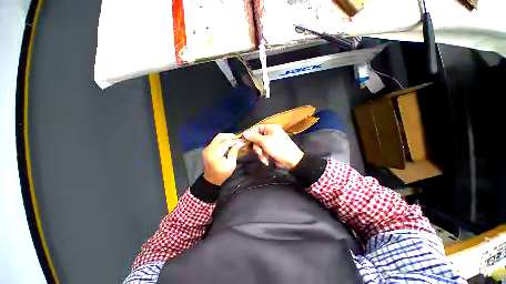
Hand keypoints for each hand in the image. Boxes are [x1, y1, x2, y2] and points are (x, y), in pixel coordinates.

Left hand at [202, 133, 244, 184]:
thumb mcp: (231, 164)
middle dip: (230, 136)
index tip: (242, 141)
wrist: (211, 179)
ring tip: (234, 140)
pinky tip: (228, 143)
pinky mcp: (207, 148)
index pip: (225, 142)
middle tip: (238, 139)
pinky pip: (216, 140)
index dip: (234, 141)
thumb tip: (240, 143)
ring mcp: (207, 148)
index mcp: (215, 154)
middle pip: (220, 136)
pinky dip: (223, 140)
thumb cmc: (222, 173)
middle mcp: (209, 149)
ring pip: (217, 137)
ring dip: (226, 137)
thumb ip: (234, 152)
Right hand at [243, 124, 303, 168]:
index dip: (250, 134)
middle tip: (258, 152)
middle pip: (256, 138)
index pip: (257, 128)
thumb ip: (254, 137)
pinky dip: (263, 156)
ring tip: (264, 157)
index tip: (245, 140)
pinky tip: (266, 160)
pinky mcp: (270, 149)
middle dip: (256, 147)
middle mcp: (270, 134)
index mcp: (270, 128)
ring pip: (259, 146)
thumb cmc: (278, 148)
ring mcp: (270, 142)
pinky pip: (263, 151)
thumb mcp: (265, 141)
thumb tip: (244, 132)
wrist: (291, 160)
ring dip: (260, 153)